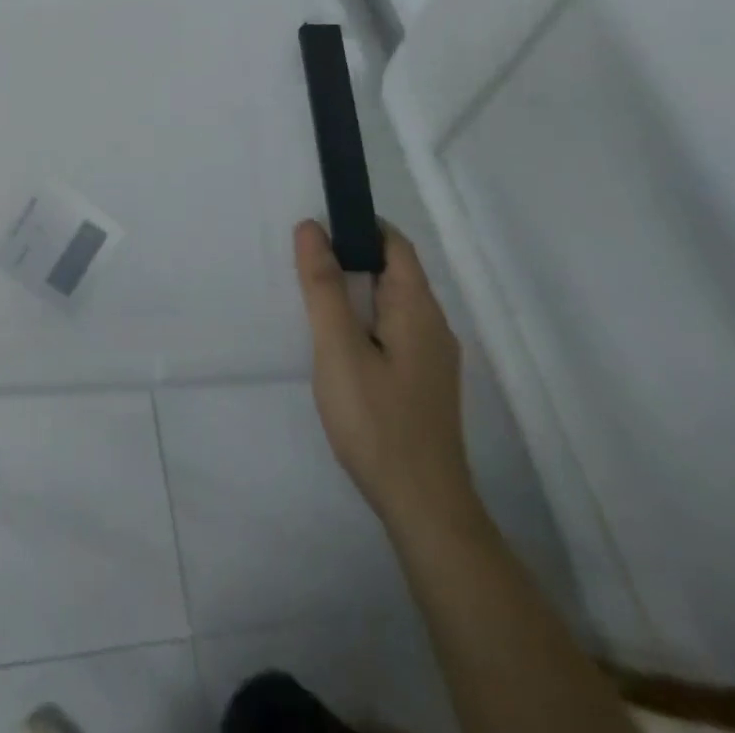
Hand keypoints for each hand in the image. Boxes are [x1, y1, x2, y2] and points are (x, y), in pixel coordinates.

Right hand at [293, 219, 473, 528]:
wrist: (423, 509)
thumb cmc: (377, 421)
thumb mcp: (338, 347)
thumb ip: (324, 286)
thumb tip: (311, 226)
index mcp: (418, 308)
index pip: (393, 244)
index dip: (357, 226)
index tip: (315, 225)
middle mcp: (433, 325)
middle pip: (392, 271)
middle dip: (348, 258)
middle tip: (301, 264)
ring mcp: (430, 357)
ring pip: (389, 303)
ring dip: (352, 292)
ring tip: (310, 300)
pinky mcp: (421, 382)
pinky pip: (390, 331)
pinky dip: (361, 320)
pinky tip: (335, 343)